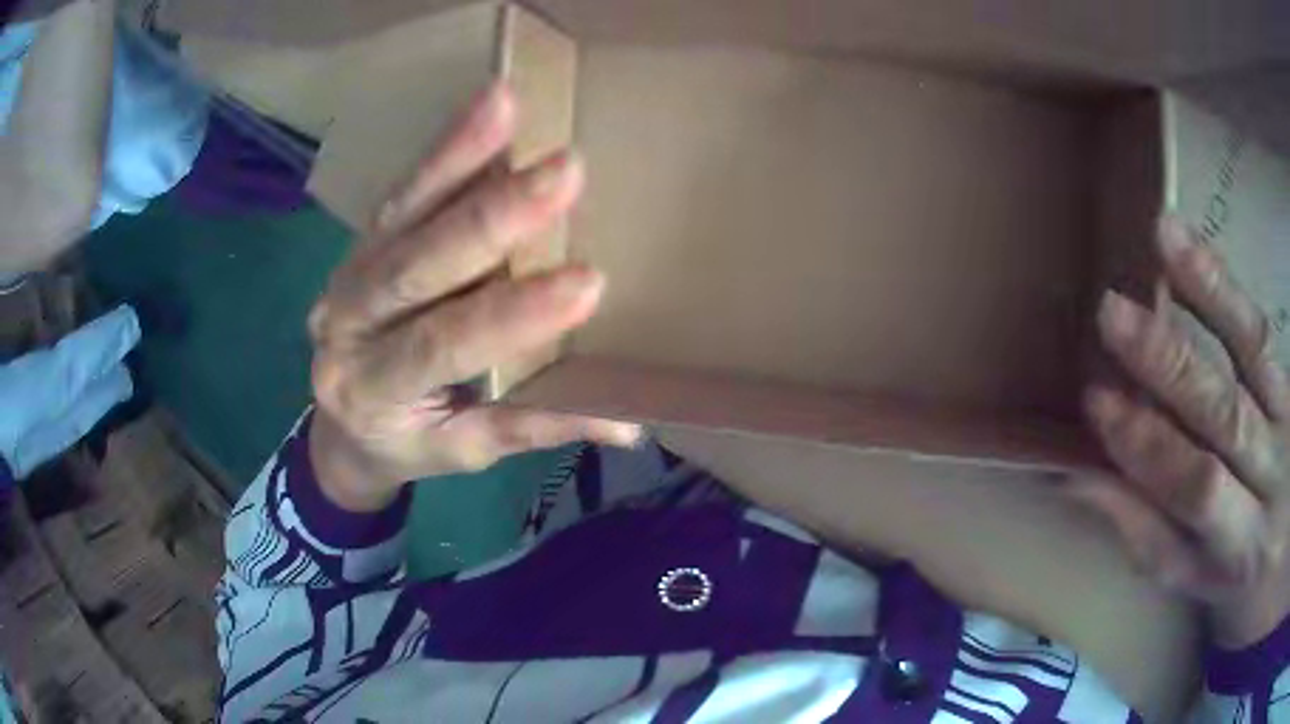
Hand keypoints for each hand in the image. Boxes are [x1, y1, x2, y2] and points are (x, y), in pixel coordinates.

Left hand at [307, 82, 639, 512]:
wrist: (346, 424)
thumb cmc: (411, 439)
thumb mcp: (467, 448)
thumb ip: (537, 425)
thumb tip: (629, 424)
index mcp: (373, 391)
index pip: (441, 346)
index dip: (510, 317)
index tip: (585, 284)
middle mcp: (346, 327)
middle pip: (413, 268)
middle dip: (490, 219)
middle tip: (563, 174)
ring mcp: (348, 274)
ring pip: (403, 212)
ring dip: (458, 155)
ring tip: (508, 107)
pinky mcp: (364, 241)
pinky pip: (406, 189)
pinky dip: (447, 148)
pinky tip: (488, 108)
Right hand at [1077, 217, 1289, 649]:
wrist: (1279, 558)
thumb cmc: (1241, 585)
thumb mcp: (1197, 585)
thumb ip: (1148, 534)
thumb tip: (1082, 482)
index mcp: (1238, 543)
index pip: (1194, 488)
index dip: (1149, 448)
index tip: (1098, 402)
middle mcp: (1267, 478)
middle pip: (1224, 415)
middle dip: (1169, 365)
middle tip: (1113, 314)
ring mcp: (1284, 422)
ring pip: (1252, 352)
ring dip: (1208, 293)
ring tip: (1163, 238)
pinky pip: (1262, 332)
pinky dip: (1229, 290)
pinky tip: (1198, 253)